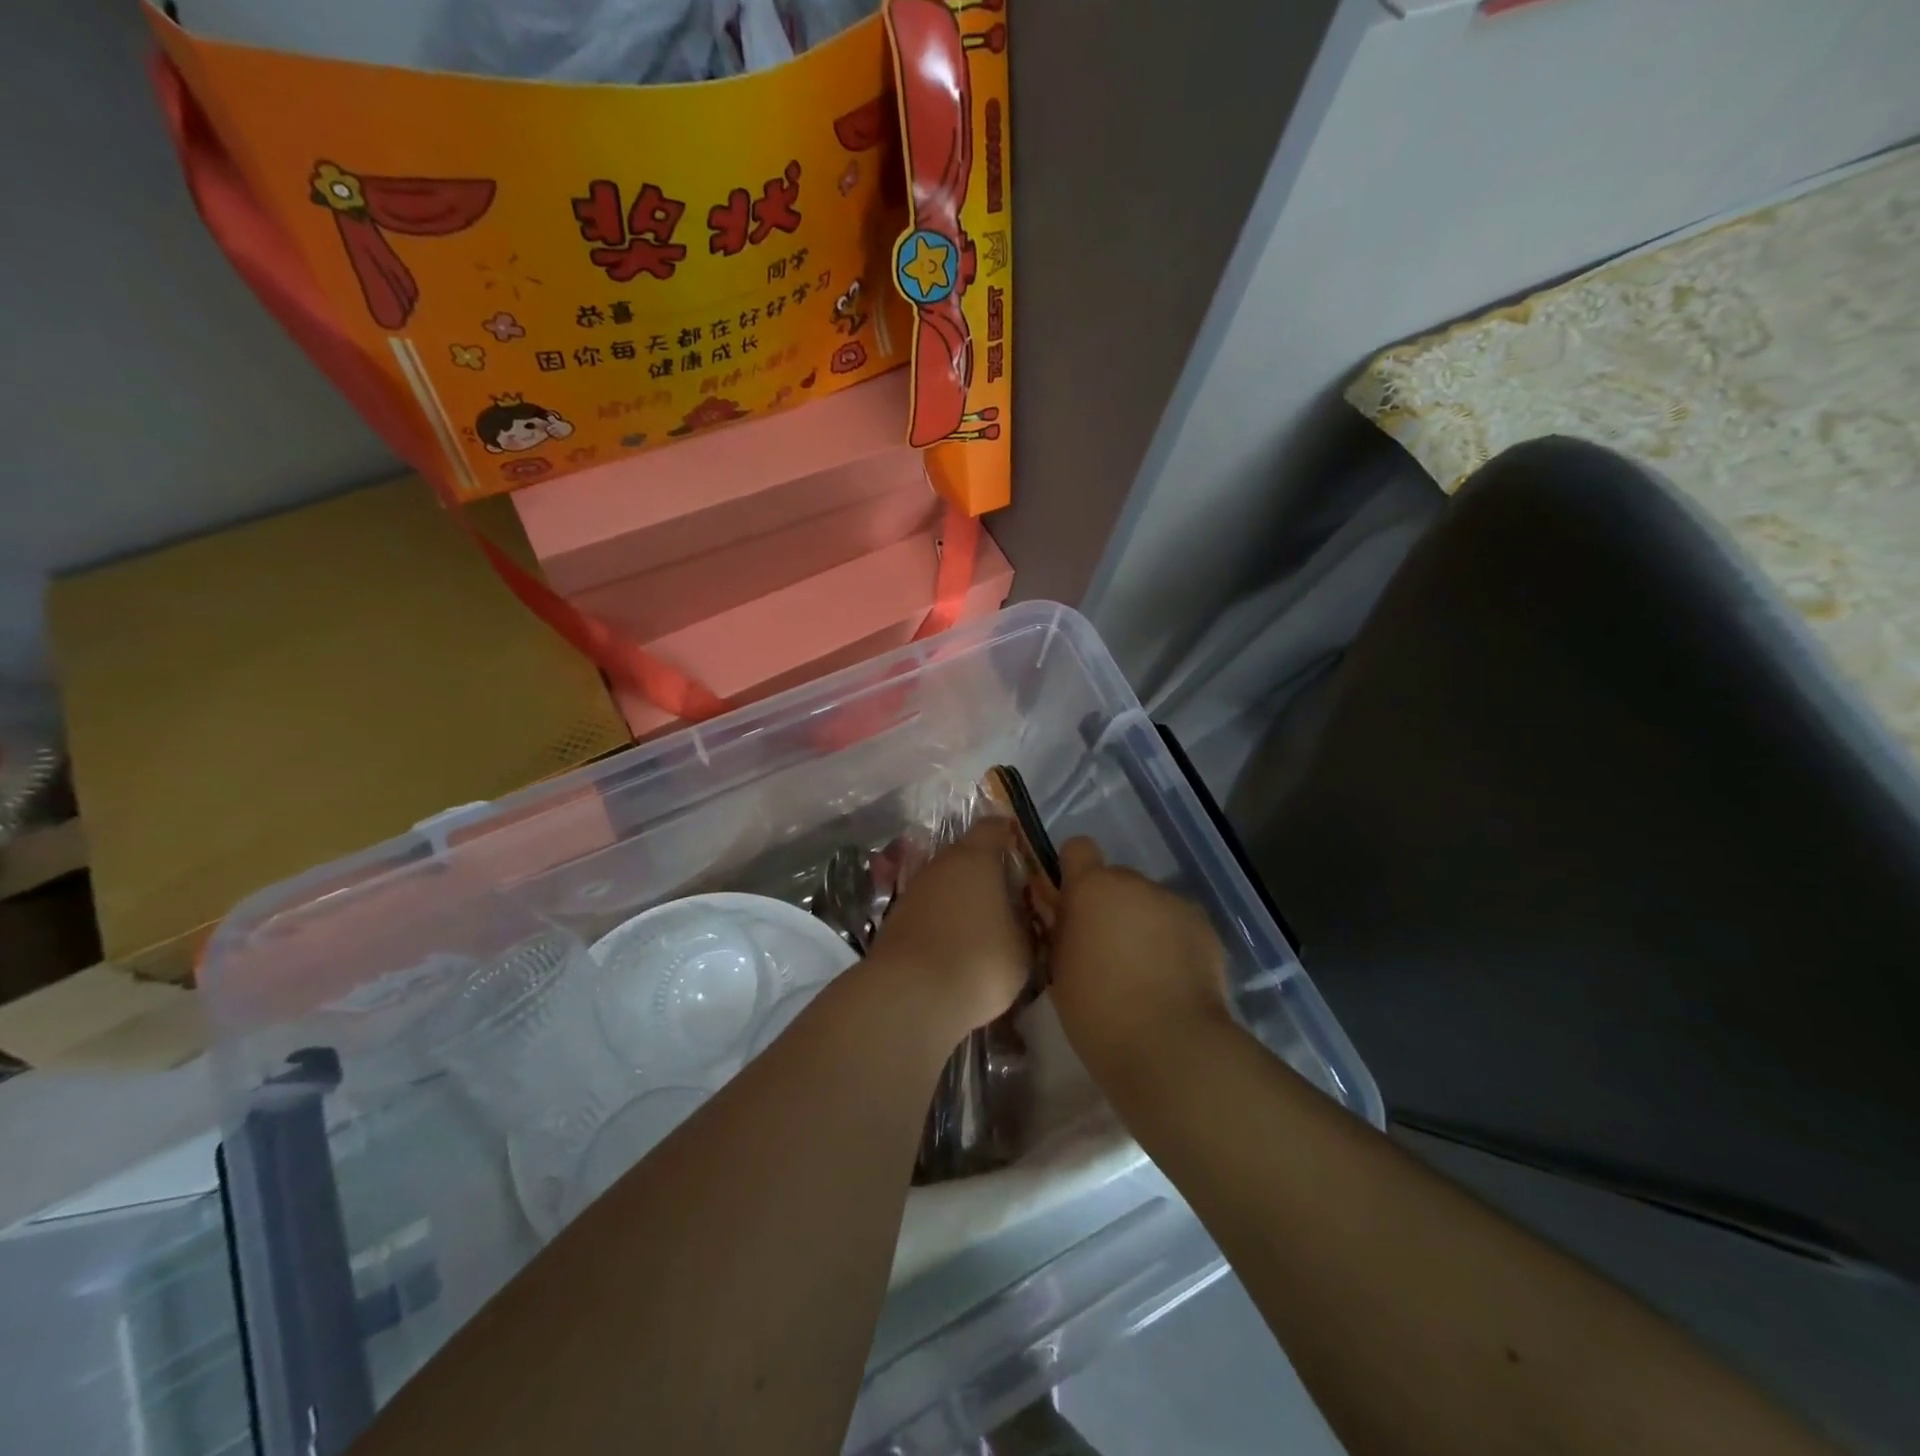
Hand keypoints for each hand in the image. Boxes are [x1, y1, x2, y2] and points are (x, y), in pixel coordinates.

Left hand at [866, 821, 1032, 1043]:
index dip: (1010, 835)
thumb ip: (1025, 920)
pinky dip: (942, 919)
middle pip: (967, 854)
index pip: (994, 827)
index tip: (1025, 852)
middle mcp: (940, 864)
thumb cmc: (979, 962)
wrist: (909, 997)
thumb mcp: (1023, 947)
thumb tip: (1022, 913)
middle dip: (987, 871)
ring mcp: (914, 889)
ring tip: (983, 925)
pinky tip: (955, 944)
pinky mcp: (895, 917)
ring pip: (944, 882)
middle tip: (1009, 896)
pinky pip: (928, 908)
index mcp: (975, 858)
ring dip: (962, 896)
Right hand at [1047, 838, 1231, 1084]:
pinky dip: (1172, 943)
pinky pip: (1178, 925)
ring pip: (1149, 904)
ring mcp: (1174, 903)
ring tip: (1144, 973)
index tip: (1072, 903)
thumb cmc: (1097, 1012)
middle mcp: (1135, 883)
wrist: (1170, 1047)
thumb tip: (1061, 912)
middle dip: (1110, 906)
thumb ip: (1060, 930)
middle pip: (1117, 880)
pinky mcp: (1205, 928)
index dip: (1074, 871)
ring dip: (1142, 924)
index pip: (1078, 848)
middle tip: (1107, 951)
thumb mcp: (1059, 969)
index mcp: (1091, 888)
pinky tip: (1171, 981)